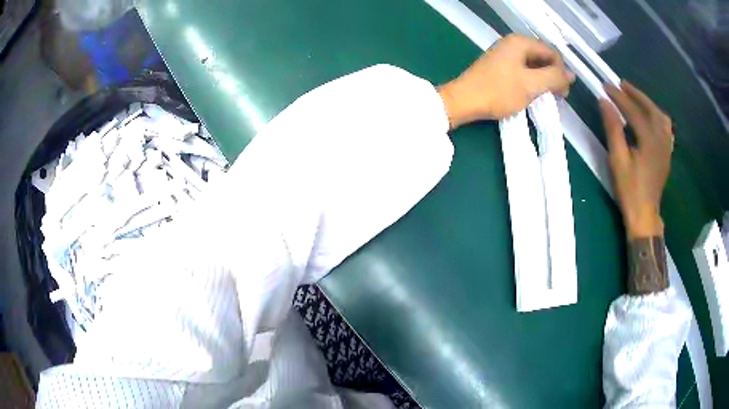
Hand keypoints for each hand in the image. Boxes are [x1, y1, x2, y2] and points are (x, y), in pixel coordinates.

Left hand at [437, 34, 574, 128]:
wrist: (464, 100)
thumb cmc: (499, 91)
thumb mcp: (531, 84)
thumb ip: (554, 77)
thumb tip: (572, 74)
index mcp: (520, 42)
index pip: (552, 52)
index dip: (561, 71)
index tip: (563, 93)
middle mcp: (512, 44)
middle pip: (543, 57)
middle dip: (553, 76)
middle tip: (557, 97)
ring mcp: (505, 54)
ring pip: (533, 65)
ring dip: (543, 81)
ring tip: (546, 98)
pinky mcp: (500, 66)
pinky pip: (523, 70)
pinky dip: (532, 81)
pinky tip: (532, 94)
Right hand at [600, 82, 673, 238]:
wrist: (645, 215)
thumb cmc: (630, 189)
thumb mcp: (618, 160)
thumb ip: (613, 129)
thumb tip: (604, 102)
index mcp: (649, 140)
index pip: (634, 110)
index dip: (619, 96)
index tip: (605, 85)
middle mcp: (661, 139)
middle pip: (650, 109)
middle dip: (636, 94)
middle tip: (621, 84)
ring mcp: (666, 147)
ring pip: (661, 116)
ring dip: (648, 103)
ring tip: (636, 97)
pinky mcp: (667, 154)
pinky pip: (666, 128)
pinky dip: (658, 116)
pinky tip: (651, 116)